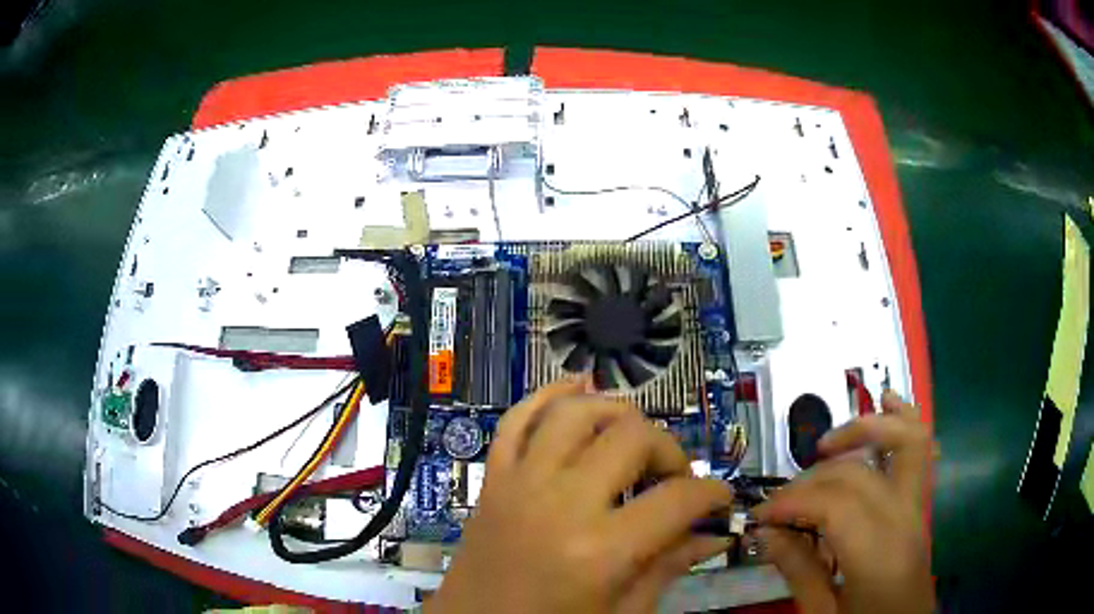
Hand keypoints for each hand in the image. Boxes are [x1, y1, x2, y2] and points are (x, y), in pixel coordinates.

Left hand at [426, 378, 733, 613]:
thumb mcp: (620, 612)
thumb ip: (669, 567)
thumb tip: (714, 535)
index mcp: (600, 550)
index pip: (677, 499)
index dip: (711, 493)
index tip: (720, 499)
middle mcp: (560, 503)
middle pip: (631, 437)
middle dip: (668, 450)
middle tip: (673, 479)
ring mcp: (519, 484)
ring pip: (574, 414)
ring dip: (614, 413)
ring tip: (634, 437)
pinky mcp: (492, 480)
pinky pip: (515, 420)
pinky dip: (546, 397)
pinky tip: (575, 388)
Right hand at [756, 390, 935, 613]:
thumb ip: (799, 571)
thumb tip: (767, 533)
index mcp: (878, 555)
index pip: (835, 505)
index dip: (791, 503)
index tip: (760, 517)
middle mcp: (903, 519)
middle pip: (858, 475)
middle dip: (810, 481)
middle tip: (780, 505)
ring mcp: (917, 506)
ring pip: (904, 441)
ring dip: (864, 430)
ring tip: (827, 445)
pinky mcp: (918, 504)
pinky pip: (920, 449)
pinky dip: (904, 418)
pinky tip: (886, 400)